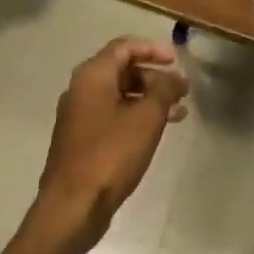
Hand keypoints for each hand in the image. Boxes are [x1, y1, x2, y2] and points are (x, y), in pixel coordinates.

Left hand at [37, 37, 189, 238]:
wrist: (73, 207)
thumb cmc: (111, 154)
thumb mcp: (147, 117)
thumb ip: (164, 89)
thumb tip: (173, 77)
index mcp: (92, 76)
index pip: (124, 47)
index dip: (153, 49)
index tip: (177, 60)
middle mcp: (80, 90)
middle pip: (121, 70)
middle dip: (154, 76)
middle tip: (180, 90)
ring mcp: (78, 116)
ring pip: (118, 94)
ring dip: (148, 98)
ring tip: (178, 112)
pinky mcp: (80, 139)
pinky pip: (112, 115)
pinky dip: (136, 115)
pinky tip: (156, 131)